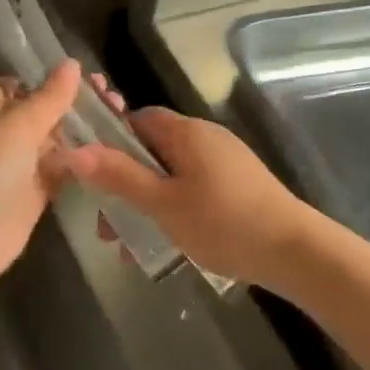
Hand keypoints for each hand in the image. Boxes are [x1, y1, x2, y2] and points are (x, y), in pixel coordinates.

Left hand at [0, 60, 107, 292]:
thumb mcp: (16, 126)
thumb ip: (48, 98)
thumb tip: (73, 63)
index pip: (18, 84)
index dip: (48, 78)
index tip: (86, 75)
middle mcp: (2, 135)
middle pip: (41, 113)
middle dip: (73, 105)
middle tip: (114, 99)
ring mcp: (18, 167)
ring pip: (54, 143)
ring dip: (82, 133)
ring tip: (121, 119)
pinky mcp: (33, 197)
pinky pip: (60, 172)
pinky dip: (82, 164)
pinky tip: (112, 154)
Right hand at [58, 107, 316, 288]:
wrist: (295, 250)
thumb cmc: (223, 222)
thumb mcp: (163, 203)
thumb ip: (119, 176)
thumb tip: (74, 151)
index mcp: (185, 132)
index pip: (137, 119)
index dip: (111, 141)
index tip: (94, 175)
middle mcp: (205, 136)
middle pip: (152, 149)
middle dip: (126, 183)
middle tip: (108, 224)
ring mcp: (224, 160)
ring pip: (172, 173)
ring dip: (147, 202)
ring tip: (131, 244)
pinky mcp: (238, 183)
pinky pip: (193, 186)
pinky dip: (173, 207)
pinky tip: (168, 243)